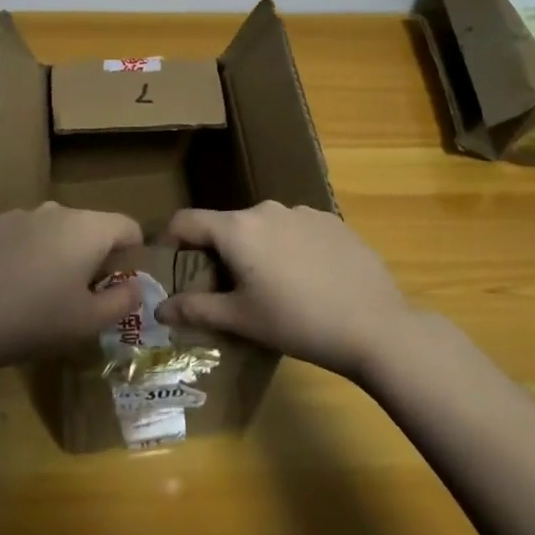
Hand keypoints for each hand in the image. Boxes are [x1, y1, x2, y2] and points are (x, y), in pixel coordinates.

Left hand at [0, 203, 144, 372]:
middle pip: (90, 226)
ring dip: (59, 253)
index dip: (133, 253)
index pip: (128, 226)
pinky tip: (8, 286)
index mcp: (88, 229)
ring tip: (42, 292)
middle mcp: (57, 211)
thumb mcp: (87, 323)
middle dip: (94, 255)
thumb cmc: (32, 320)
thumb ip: (122, 302)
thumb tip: (135, 286)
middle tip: (81, 295)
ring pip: (54, 229)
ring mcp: (19, 214)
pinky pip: (23, 235)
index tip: (121, 284)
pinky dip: (26, 254)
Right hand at [151, 202, 411, 380]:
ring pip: (264, 227)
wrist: (375, 325)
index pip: (187, 221)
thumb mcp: (242, 320)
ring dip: (256, 250)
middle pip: (228, 225)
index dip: (170, 240)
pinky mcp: (332, 221)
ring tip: (272, 288)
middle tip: (226, 290)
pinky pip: (296, 230)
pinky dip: (290, 249)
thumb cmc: (297, 323)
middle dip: (218, 253)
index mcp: (238, 229)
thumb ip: (196, 309)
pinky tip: (309, 280)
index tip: (169, 264)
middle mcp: (266, 209)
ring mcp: (303, 211)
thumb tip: (159, 308)